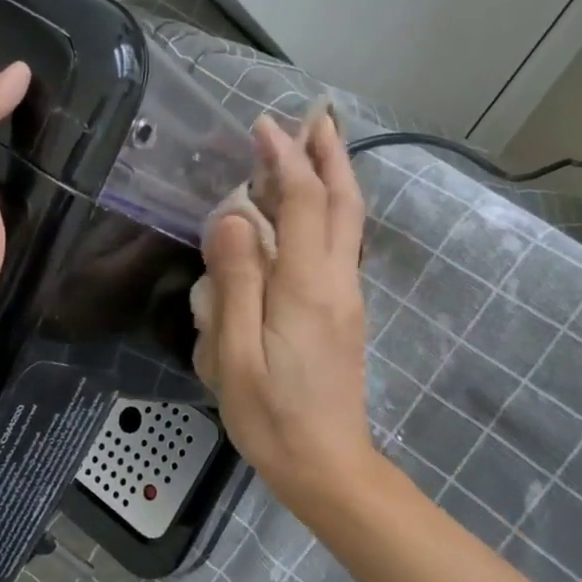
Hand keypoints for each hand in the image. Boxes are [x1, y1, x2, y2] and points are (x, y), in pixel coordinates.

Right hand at [193, 111, 379, 515]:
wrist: (327, 466)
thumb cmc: (272, 416)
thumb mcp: (235, 356)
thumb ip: (236, 283)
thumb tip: (233, 218)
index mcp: (308, 286)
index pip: (303, 202)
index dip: (285, 159)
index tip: (262, 126)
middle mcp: (337, 281)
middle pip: (342, 203)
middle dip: (329, 154)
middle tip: (315, 116)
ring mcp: (347, 297)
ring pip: (348, 223)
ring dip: (334, 178)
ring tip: (316, 146)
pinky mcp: (344, 314)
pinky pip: (341, 245)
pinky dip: (330, 211)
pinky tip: (310, 211)